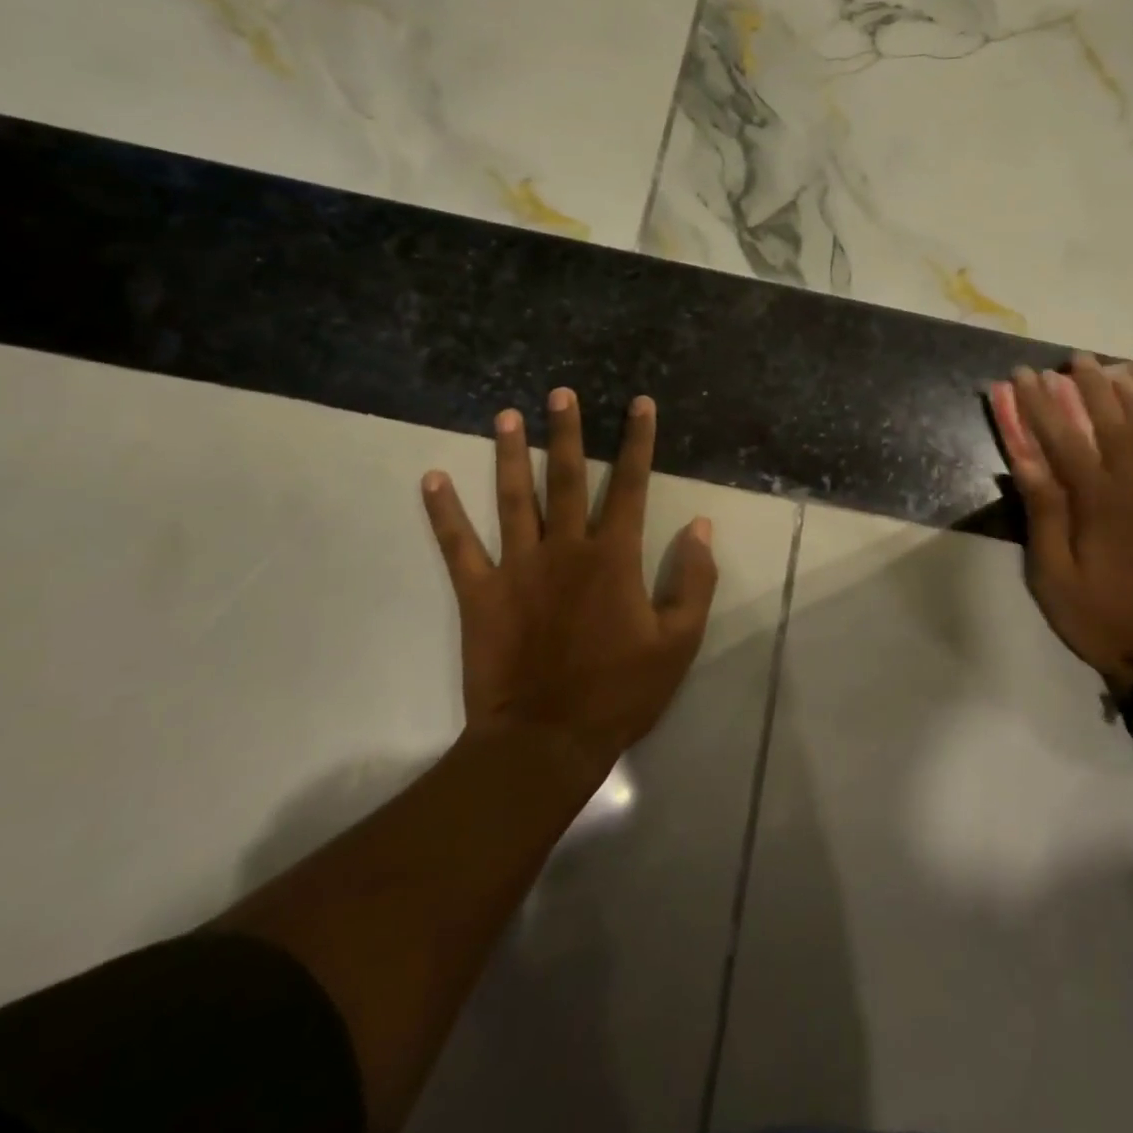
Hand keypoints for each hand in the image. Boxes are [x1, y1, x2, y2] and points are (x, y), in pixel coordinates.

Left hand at [420, 389, 718, 790]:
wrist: (547, 740)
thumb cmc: (619, 692)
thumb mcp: (678, 642)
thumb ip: (694, 581)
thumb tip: (700, 527)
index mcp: (613, 557)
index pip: (630, 485)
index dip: (637, 441)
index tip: (639, 404)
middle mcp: (565, 548)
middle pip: (566, 477)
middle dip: (566, 432)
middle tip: (560, 392)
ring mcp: (518, 567)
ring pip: (513, 498)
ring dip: (510, 454)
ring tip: (506, 416)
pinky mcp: (481, 593)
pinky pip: (458, 545)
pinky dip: (443, 513)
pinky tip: (432, 479)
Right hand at [990, 356, 1132, 688]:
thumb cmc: (1101, 616)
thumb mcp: (1053, 574)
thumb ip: (1044, 512)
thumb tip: (1024, 459)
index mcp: (1098, 501)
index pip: (1062, 438)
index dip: (1039, 404)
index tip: (1022, 375)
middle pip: (1111, 422)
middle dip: (1088, 387)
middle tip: (1074, 358)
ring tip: (1119, 365)